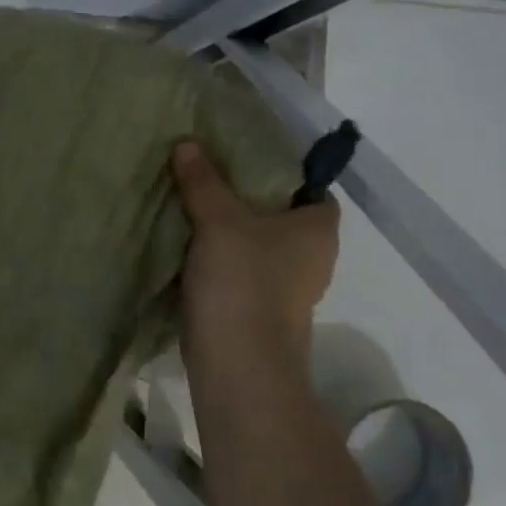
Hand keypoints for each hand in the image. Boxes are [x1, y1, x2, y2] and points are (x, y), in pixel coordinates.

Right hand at [172, 140, 339, 383]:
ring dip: (232, 229)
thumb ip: (204, 181)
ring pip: (260, 244)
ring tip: (194, 203)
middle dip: (249, 198)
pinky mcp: (261, 308)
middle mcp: (312, 257)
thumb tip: (187, 143)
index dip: (285, 172)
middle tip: (211, 175)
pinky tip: (190, 243)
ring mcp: (288, 287)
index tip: (247, 159)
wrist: (237, 361)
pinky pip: (242, 268)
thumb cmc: (243, 280)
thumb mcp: (218, 220)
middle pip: (282, 215)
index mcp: (318, 229)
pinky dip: (222, 256)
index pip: (313, 189)